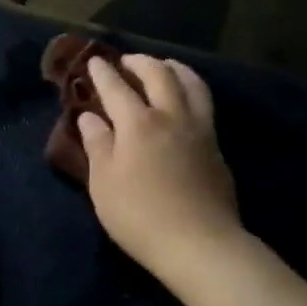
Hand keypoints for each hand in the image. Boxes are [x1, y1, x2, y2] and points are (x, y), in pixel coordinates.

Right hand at [80, 56, 240, 282]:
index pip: (116, 87)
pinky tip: (184, 100)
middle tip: (127, 61)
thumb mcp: (104, 184)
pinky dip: (190, 89)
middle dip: (140, 62)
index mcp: (138, 123)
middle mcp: (171, 116)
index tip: (93, 61)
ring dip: (173, 68)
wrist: (200, 243)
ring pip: (191, 83)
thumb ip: (97, 145)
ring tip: (163, 67)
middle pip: (159, 74)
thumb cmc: (140, 216)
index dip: (103, 72)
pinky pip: (204, 103)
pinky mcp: (216, 146)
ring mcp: (200, 129)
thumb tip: (90, 117)